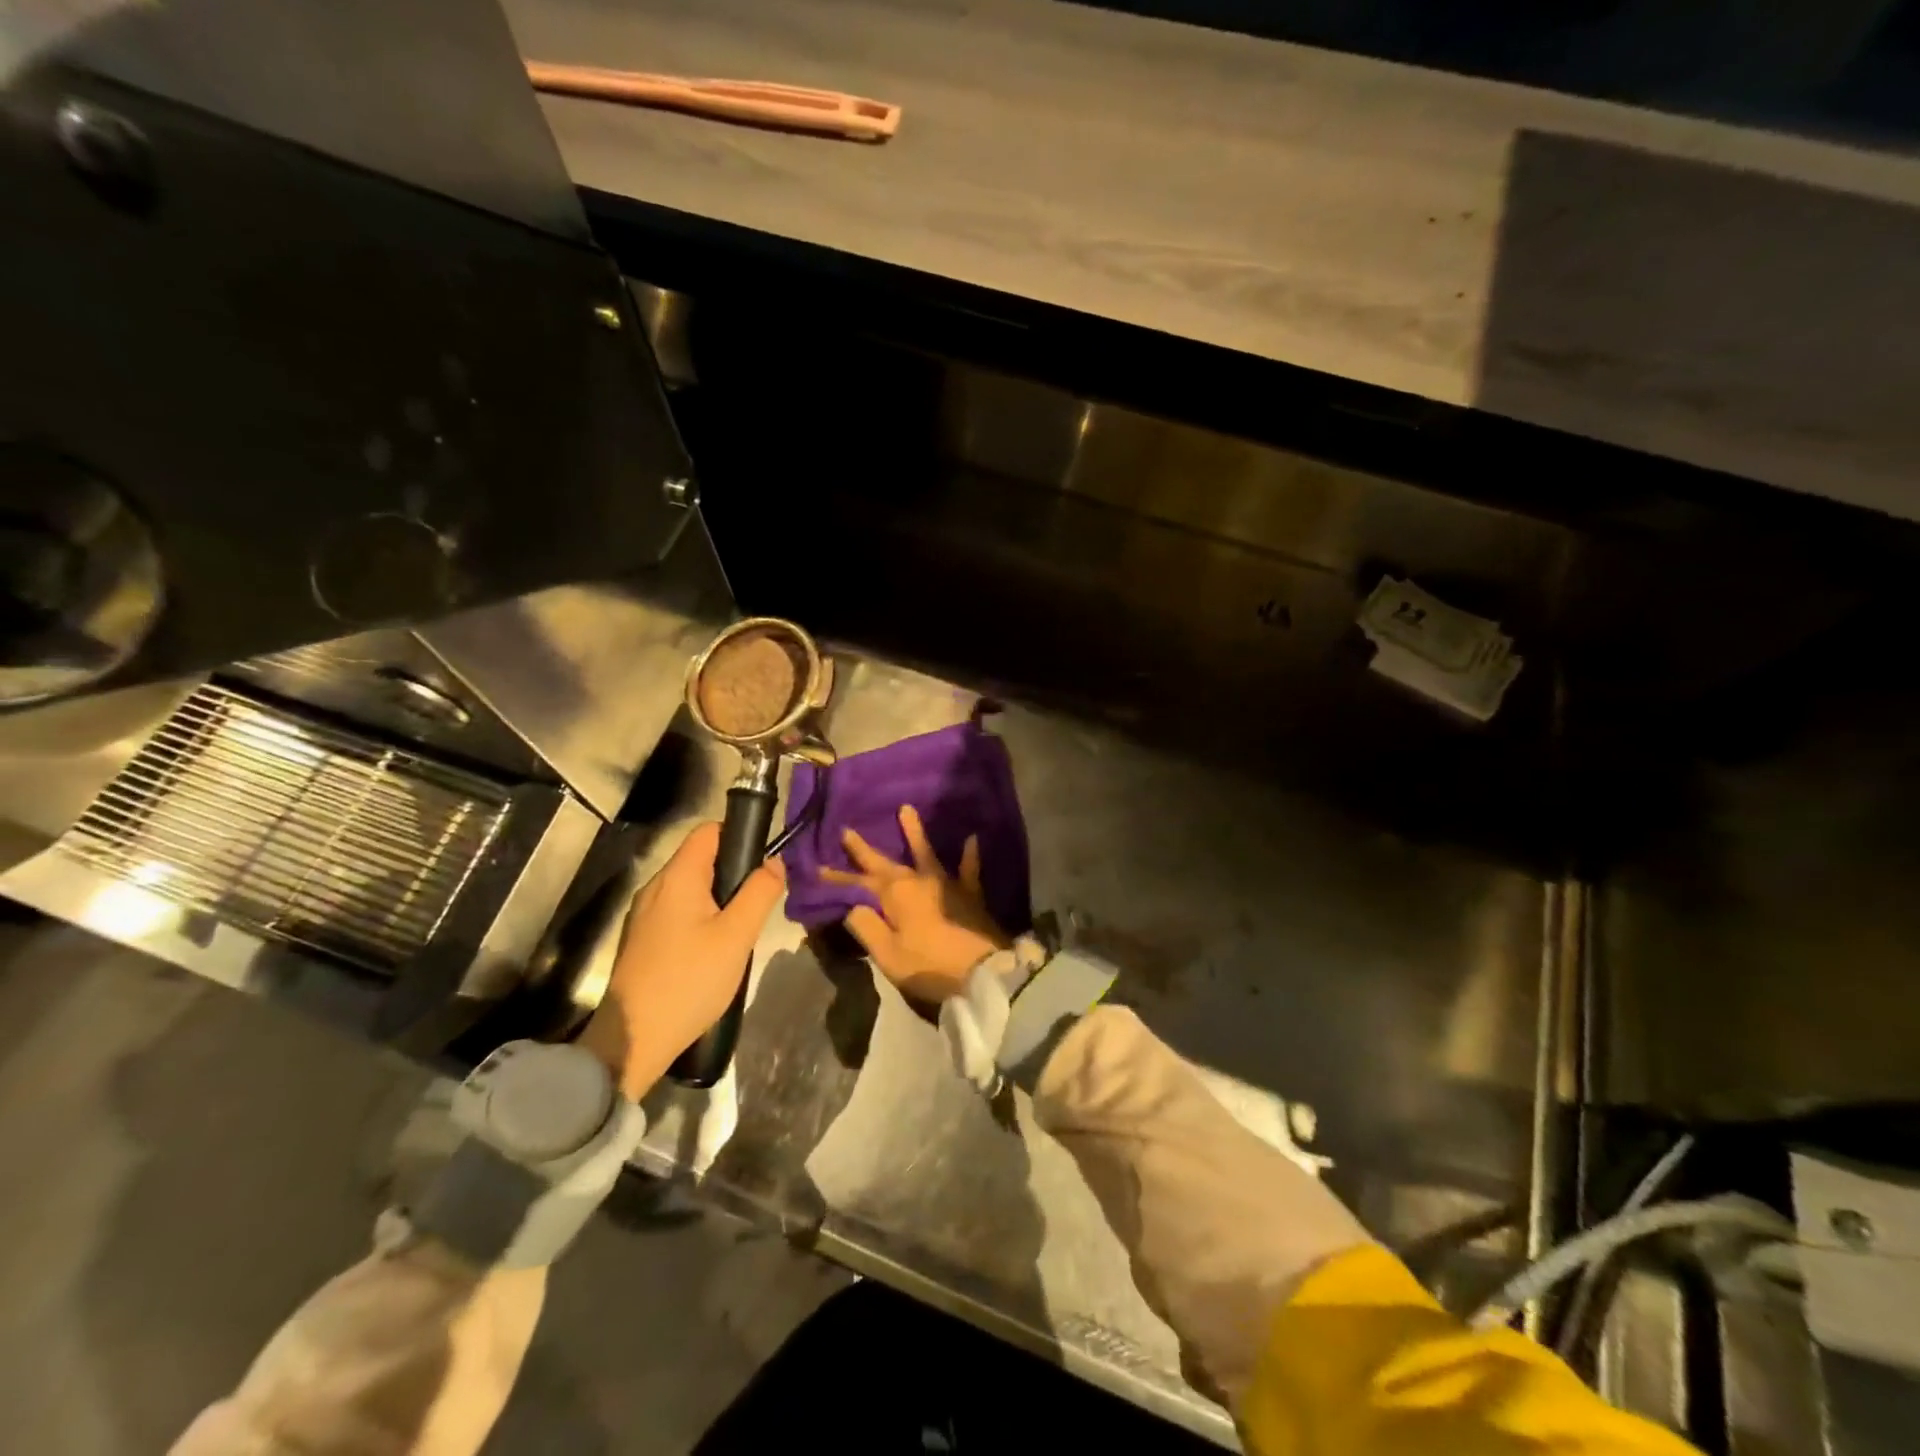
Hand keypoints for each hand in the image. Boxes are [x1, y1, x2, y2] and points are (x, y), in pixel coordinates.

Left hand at [578, 821, 785, 1096]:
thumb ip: (759, 892)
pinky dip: (702, 919)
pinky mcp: (644, 940)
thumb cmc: (690, 980)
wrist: (633, 1038)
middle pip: (701, 859)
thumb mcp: (737, 936)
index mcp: (677, 877)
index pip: (709, 831)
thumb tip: (774, 862)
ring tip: (740, 931)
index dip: (739, 836)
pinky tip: (715, 951)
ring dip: (719, 900)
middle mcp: (656, 887)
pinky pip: (679, 912)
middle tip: (758, 904)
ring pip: (692, 889)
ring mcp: (645, 915)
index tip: (763, 864)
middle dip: (734, 873)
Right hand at [821, 804, 1009, 1003]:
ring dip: (915, 832)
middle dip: (865, 850)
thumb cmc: (930, 965)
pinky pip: (969, 869)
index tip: (818, 868)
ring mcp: (946, 884)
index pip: (859, 883)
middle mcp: (918, 880)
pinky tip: (973, 837)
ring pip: (926, 853)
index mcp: (895, 894)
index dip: (838, 878)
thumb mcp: (888, 954)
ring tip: (906, 808)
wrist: (984, 971)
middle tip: (847, 830)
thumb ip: (866, 927)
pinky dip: (970, 854)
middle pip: (886, 863)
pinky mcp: (969, 894)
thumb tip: (852, 905)